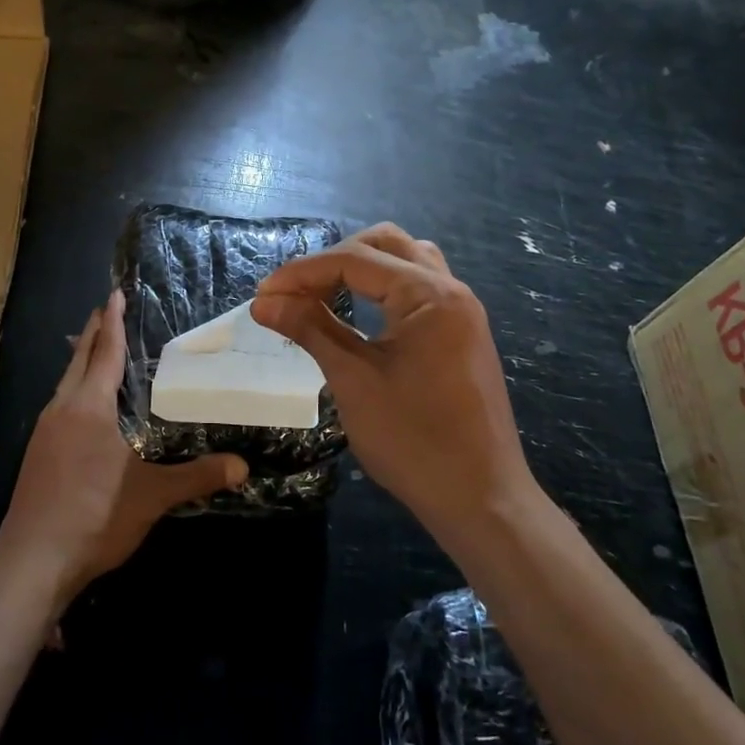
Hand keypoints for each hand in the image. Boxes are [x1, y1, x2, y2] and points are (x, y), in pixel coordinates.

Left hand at [0, 289, 247, 610]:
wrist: (31, 563)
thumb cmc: (94, 517)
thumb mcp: (152, 496)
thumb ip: (197, 477)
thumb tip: (243, 466)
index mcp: (88, 407)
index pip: (105, 353)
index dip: (113, 322)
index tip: (115, 293)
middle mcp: (61, 410)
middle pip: (78, 361)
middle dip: (94, 334)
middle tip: (107, 310)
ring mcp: (43, 433)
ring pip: (65, 384)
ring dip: (81, 362)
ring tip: (97, 351)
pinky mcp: (36, 455)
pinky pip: (59, 406)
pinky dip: (74, 390)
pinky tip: (83, 408)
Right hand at [251, 224, 535, 543]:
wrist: (481, 500)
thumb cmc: (414, 441)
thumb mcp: (353, 380)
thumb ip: (310, 329)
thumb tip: (265, 302)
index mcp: (429, 295)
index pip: (355, 260)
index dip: (302, 272)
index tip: (263, 294)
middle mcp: (451, 290)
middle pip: (385, 244)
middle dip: (333, 260)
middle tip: (295, 293)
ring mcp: (462, 312)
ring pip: (407, 261)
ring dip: (362, 268)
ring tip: (324, 295)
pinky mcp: (462, 334)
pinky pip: (419, 289)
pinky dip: (384, 289)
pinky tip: (359, 314)